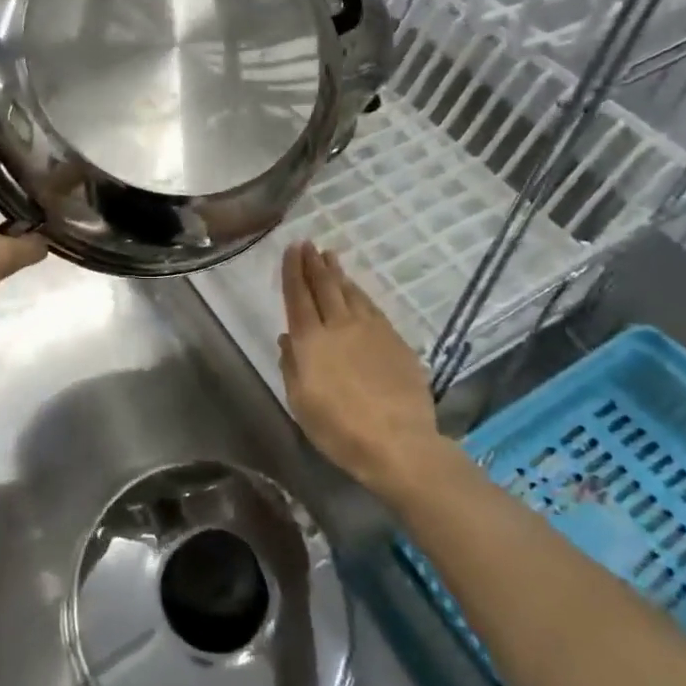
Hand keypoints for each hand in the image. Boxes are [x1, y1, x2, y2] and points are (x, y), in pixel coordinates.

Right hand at [278, 242, 449, 501]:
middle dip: (313, 263)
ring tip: (329, 256)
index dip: (292, 271)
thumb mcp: (301, 404)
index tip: (290, 249)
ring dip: (337, 272)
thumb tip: (286, 339)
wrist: (399, 442)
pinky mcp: (394, 338)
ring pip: (349, 291)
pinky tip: (356, 288)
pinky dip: (359, 292)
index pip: (298, 296)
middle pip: (324, 286)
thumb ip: (292, 367)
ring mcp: (370, 329)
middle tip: (308, 244)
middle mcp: (339, 325)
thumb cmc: (340, 429)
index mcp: (310, 341)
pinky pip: (371, 306)